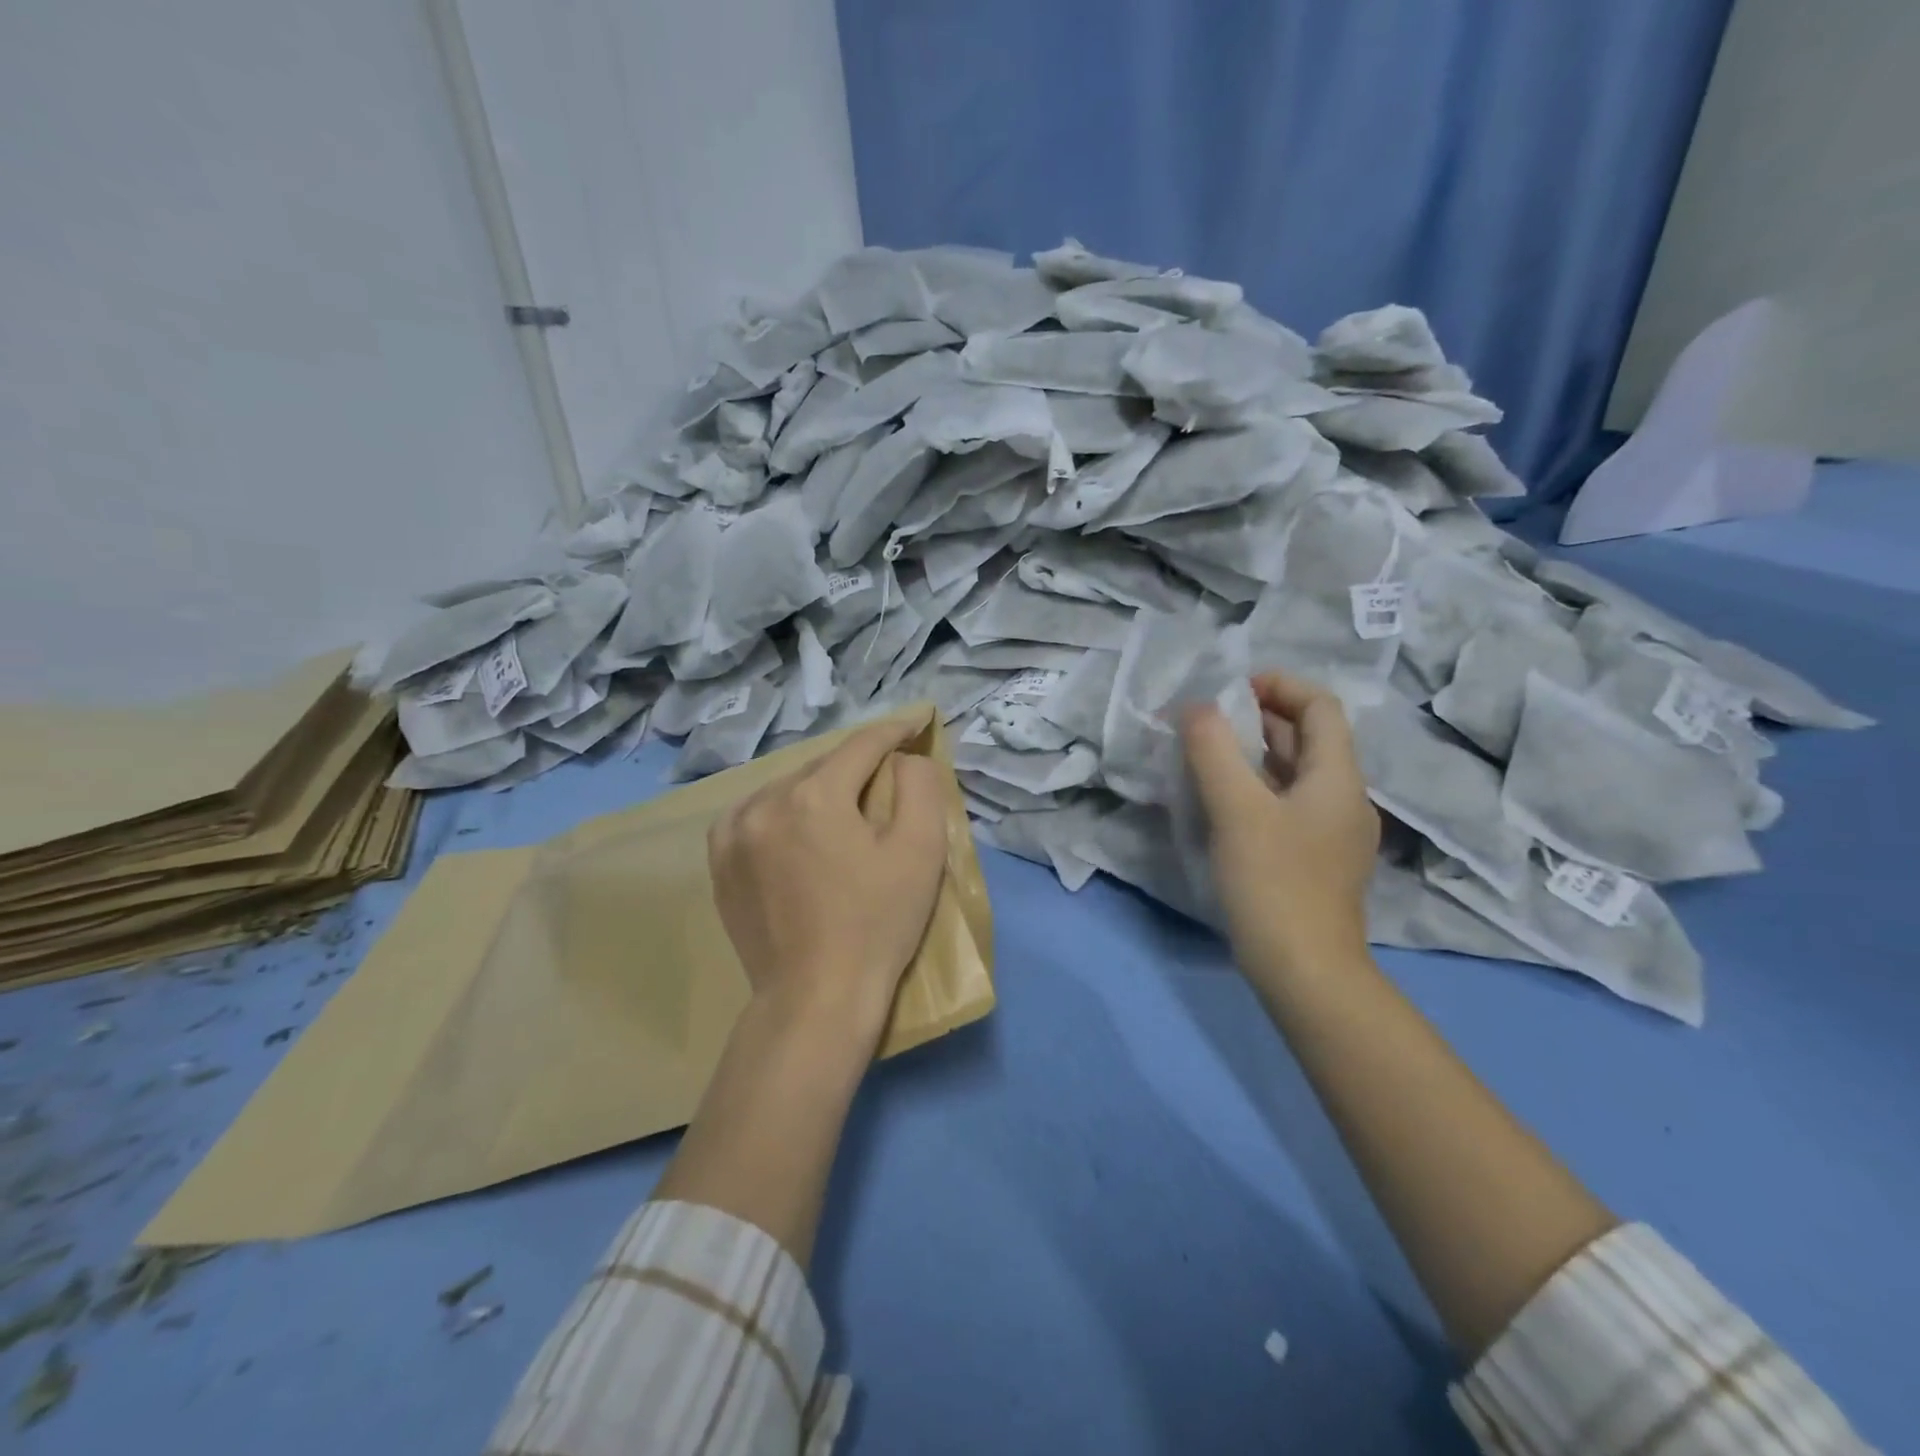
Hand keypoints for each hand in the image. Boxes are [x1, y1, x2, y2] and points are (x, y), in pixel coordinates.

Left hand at [708, 716, 950, 1044]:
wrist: (815, 999)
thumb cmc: (877, 925)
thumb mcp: (920, 851)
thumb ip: (920, 786)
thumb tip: (903, 759)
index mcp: (815, 795)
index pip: (862, 745)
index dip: (894, 731)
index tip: (917, 723)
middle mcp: (765, 801)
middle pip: (824, 766)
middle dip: (858, 767)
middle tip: (888, 777)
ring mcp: (733, 831)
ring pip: (788, 788)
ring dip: (820, 789)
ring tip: (845, 809)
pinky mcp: (720, 860)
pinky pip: (758, 813)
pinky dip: (785, 811)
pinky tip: (801, 831)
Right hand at [1181, 672, 1379, 986]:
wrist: (1306, 972)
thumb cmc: (1274, 883)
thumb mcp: (1236, 809)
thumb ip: (1212, 750)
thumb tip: (1196, 707)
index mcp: (1336, 777)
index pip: (1320, 706)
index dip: (1279, 685)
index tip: (1230, 689)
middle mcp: (1343, 798)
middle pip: (1308, 738)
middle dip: (1259, 718)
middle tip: (1207, 720)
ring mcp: (1332, 833)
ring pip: (1294, 773)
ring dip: (1254, 754)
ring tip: (1206, 754)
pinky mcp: (1315, 860)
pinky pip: (1287, 804)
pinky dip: (1256, 788)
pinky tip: (1222, 803)